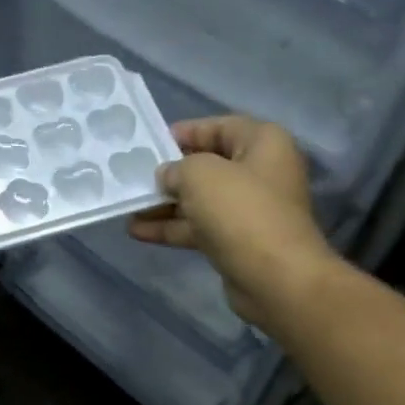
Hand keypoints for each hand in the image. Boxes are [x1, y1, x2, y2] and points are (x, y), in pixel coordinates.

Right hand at [129, 116, 334, 329]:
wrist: (275, 278)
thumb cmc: (241, 212)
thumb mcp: (200, 175)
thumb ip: (177, 167)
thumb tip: (167, 175)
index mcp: (263, 143)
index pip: (220, 127)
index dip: (186, 132)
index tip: (152, 142)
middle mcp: (260, 172)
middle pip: (208, 166)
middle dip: (171, 173)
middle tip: (135, 177)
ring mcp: (249, 210)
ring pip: (200, 201)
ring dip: (165, 204)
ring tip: (129, 207)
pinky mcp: (237, 241)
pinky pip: (199, 228)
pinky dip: (172, 228)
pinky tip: (138, 232)